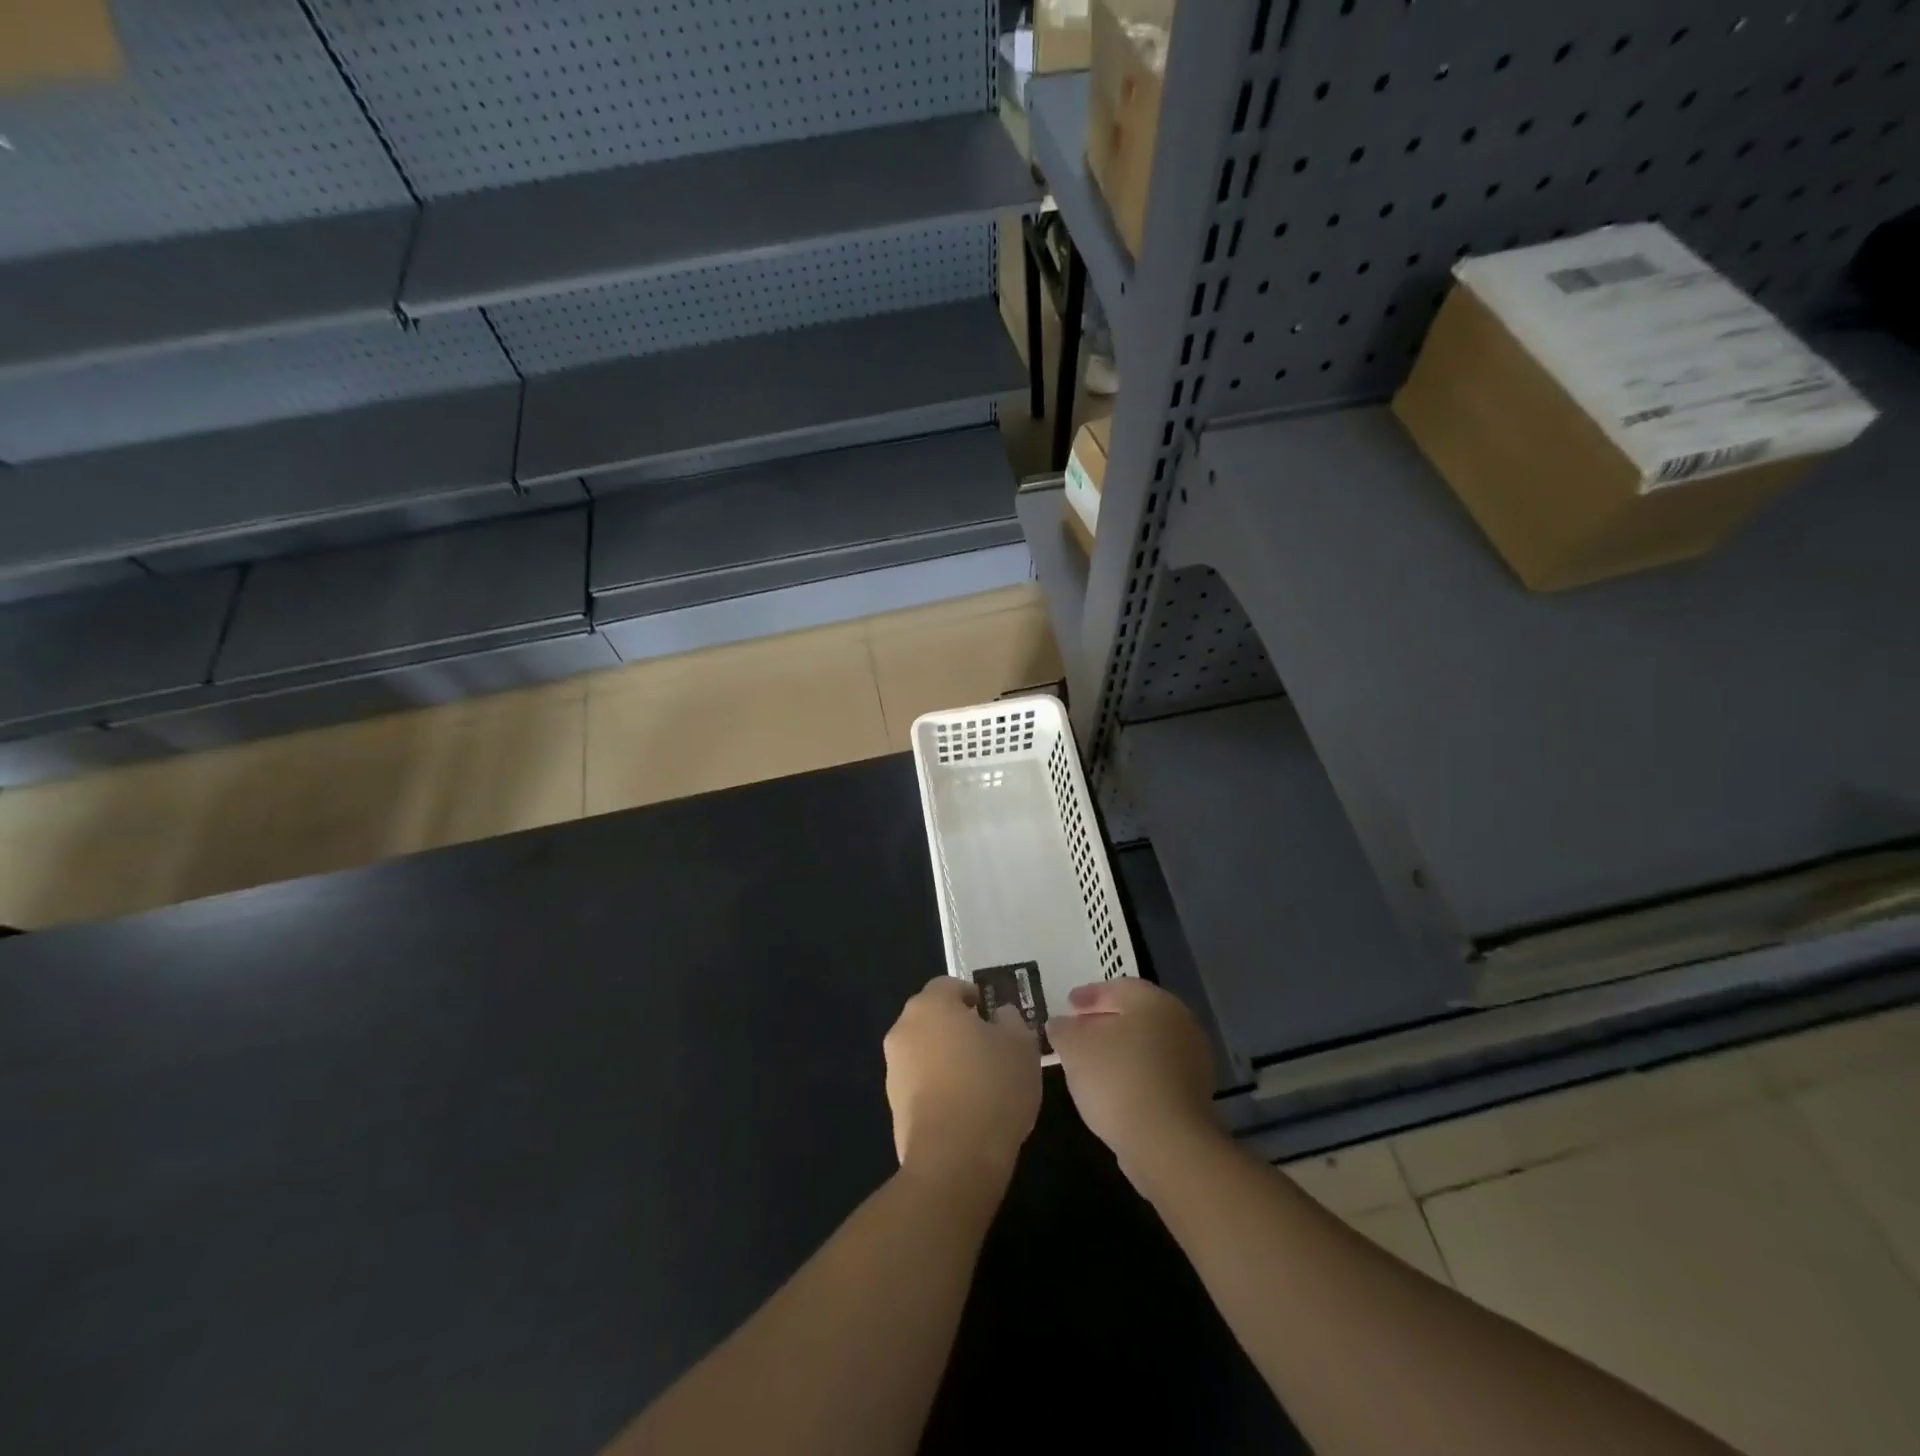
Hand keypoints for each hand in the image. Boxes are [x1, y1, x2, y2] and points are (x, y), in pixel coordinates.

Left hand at [884, 977, 1041, 1187]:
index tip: (993, 1017)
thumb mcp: (1021, 1044)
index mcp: (931, 1005)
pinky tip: (964, 1110)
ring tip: (979, 1084)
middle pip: (933, 1017)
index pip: (950, 986)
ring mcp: (894, 1069)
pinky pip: (920, 1084)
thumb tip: (999, 1016)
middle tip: (989, 1047)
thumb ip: (1010, 1020)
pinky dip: (938, 1088)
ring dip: (946, 1058)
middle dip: (957, 1027)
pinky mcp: (893, 1106)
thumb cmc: (992, 1086)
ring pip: (924, 1051)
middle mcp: (903, 1029)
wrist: (955, 1158)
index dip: (973, 997)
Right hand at [1047, 979, 1219, 1185]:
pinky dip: (1133, 1074)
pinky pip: (1156, 1073)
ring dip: (1119, 1049)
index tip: (1067, 1005)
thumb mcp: (1074, 1047)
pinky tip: (1112, 1090)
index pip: (1118, 987)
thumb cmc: (1118, 1078)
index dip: (1089, 995)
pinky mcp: (1194, 1096)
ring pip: (1147, 1045)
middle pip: (1135, 1015)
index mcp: (1154, 1001)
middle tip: (1077, 1031)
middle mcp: (1180, 1022)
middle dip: (1104, 1021)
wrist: (1167, 1142)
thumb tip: (1060, 1024)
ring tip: (1090, 1063)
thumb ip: (1063, 1029)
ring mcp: (1192, 1060)